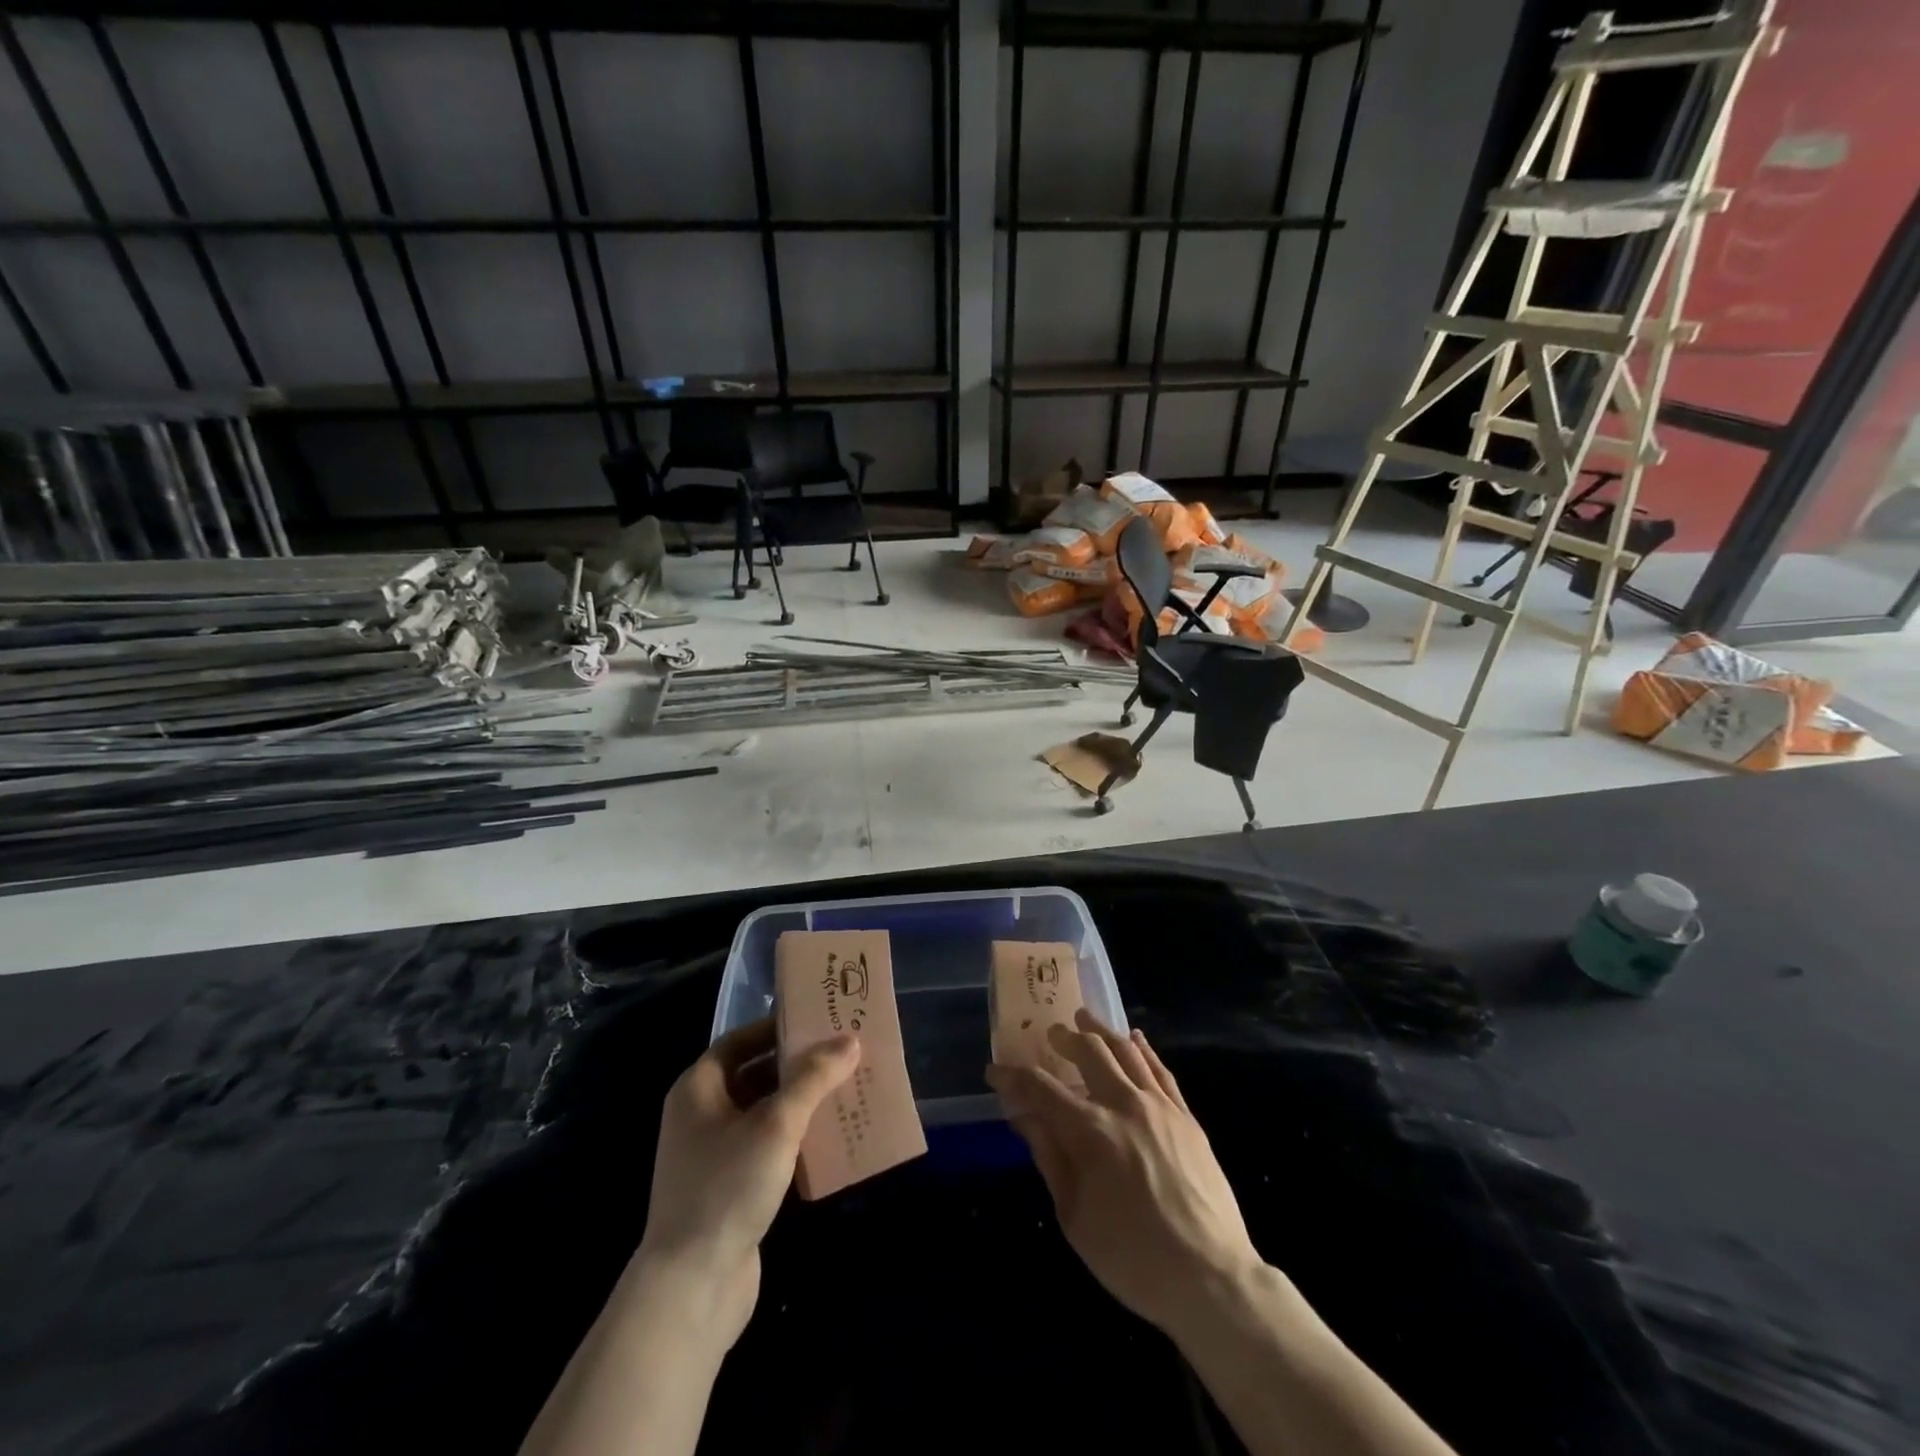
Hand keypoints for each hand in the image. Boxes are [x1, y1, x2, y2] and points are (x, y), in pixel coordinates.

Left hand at [637, 1017, 859, 1343]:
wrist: (691, 1288)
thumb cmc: (728, 1187)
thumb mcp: (776, 1124)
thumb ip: (813, 1078)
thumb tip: (849, 1040)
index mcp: (698, 1089)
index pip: (739, 1041)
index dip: (775, 1028)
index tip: (817, 1022)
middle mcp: (700, 1116)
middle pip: (753, 1075)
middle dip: (796, 1066)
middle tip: (841, 1054)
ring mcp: (713, 1156)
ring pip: (763, 1114)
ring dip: (800, 1104)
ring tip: (845, 1091)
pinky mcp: (729, 1189)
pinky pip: (767, 1148)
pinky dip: (795, 1139)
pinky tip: (830, 1141)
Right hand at [987, 1008, 1260, 1337]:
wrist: (1210, 1278)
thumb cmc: (1132, 1257)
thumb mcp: (1074, 1216)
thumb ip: (1049, 1157)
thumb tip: (1024, 1117)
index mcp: (1090, 1131)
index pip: (1042, 1089)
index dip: (1014, 1077)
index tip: (995, 1071)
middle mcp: (1124, 1105)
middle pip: (1089, 1053)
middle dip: (1063, 1038)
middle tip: (1050, 1034)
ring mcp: (1160, 1107)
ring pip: (1126, 1051)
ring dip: (1101, 1031)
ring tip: (1085, 1019)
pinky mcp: (1187, 1117)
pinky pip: (1161, 1070)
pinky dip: (1144, 1049)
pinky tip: (1135, 1039)